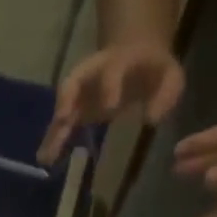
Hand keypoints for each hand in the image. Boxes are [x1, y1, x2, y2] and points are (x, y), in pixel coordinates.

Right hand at [38, 43, 185, 164]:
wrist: (135, 57)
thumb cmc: (154, 71)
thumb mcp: (170, 76)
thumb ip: (167, 94)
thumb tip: (151, 120)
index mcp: (119, 60)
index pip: (113, 69)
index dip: (110, 85)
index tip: (110, 108)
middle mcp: (93, 73)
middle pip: (74, 81)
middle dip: (67, 100)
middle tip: (62, 121)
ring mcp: (81, 90)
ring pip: (63, 106)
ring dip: (54, 129)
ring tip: (46, 155)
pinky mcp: (75, 108)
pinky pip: (62, 124)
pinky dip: (53, 140)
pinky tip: (46, 159)